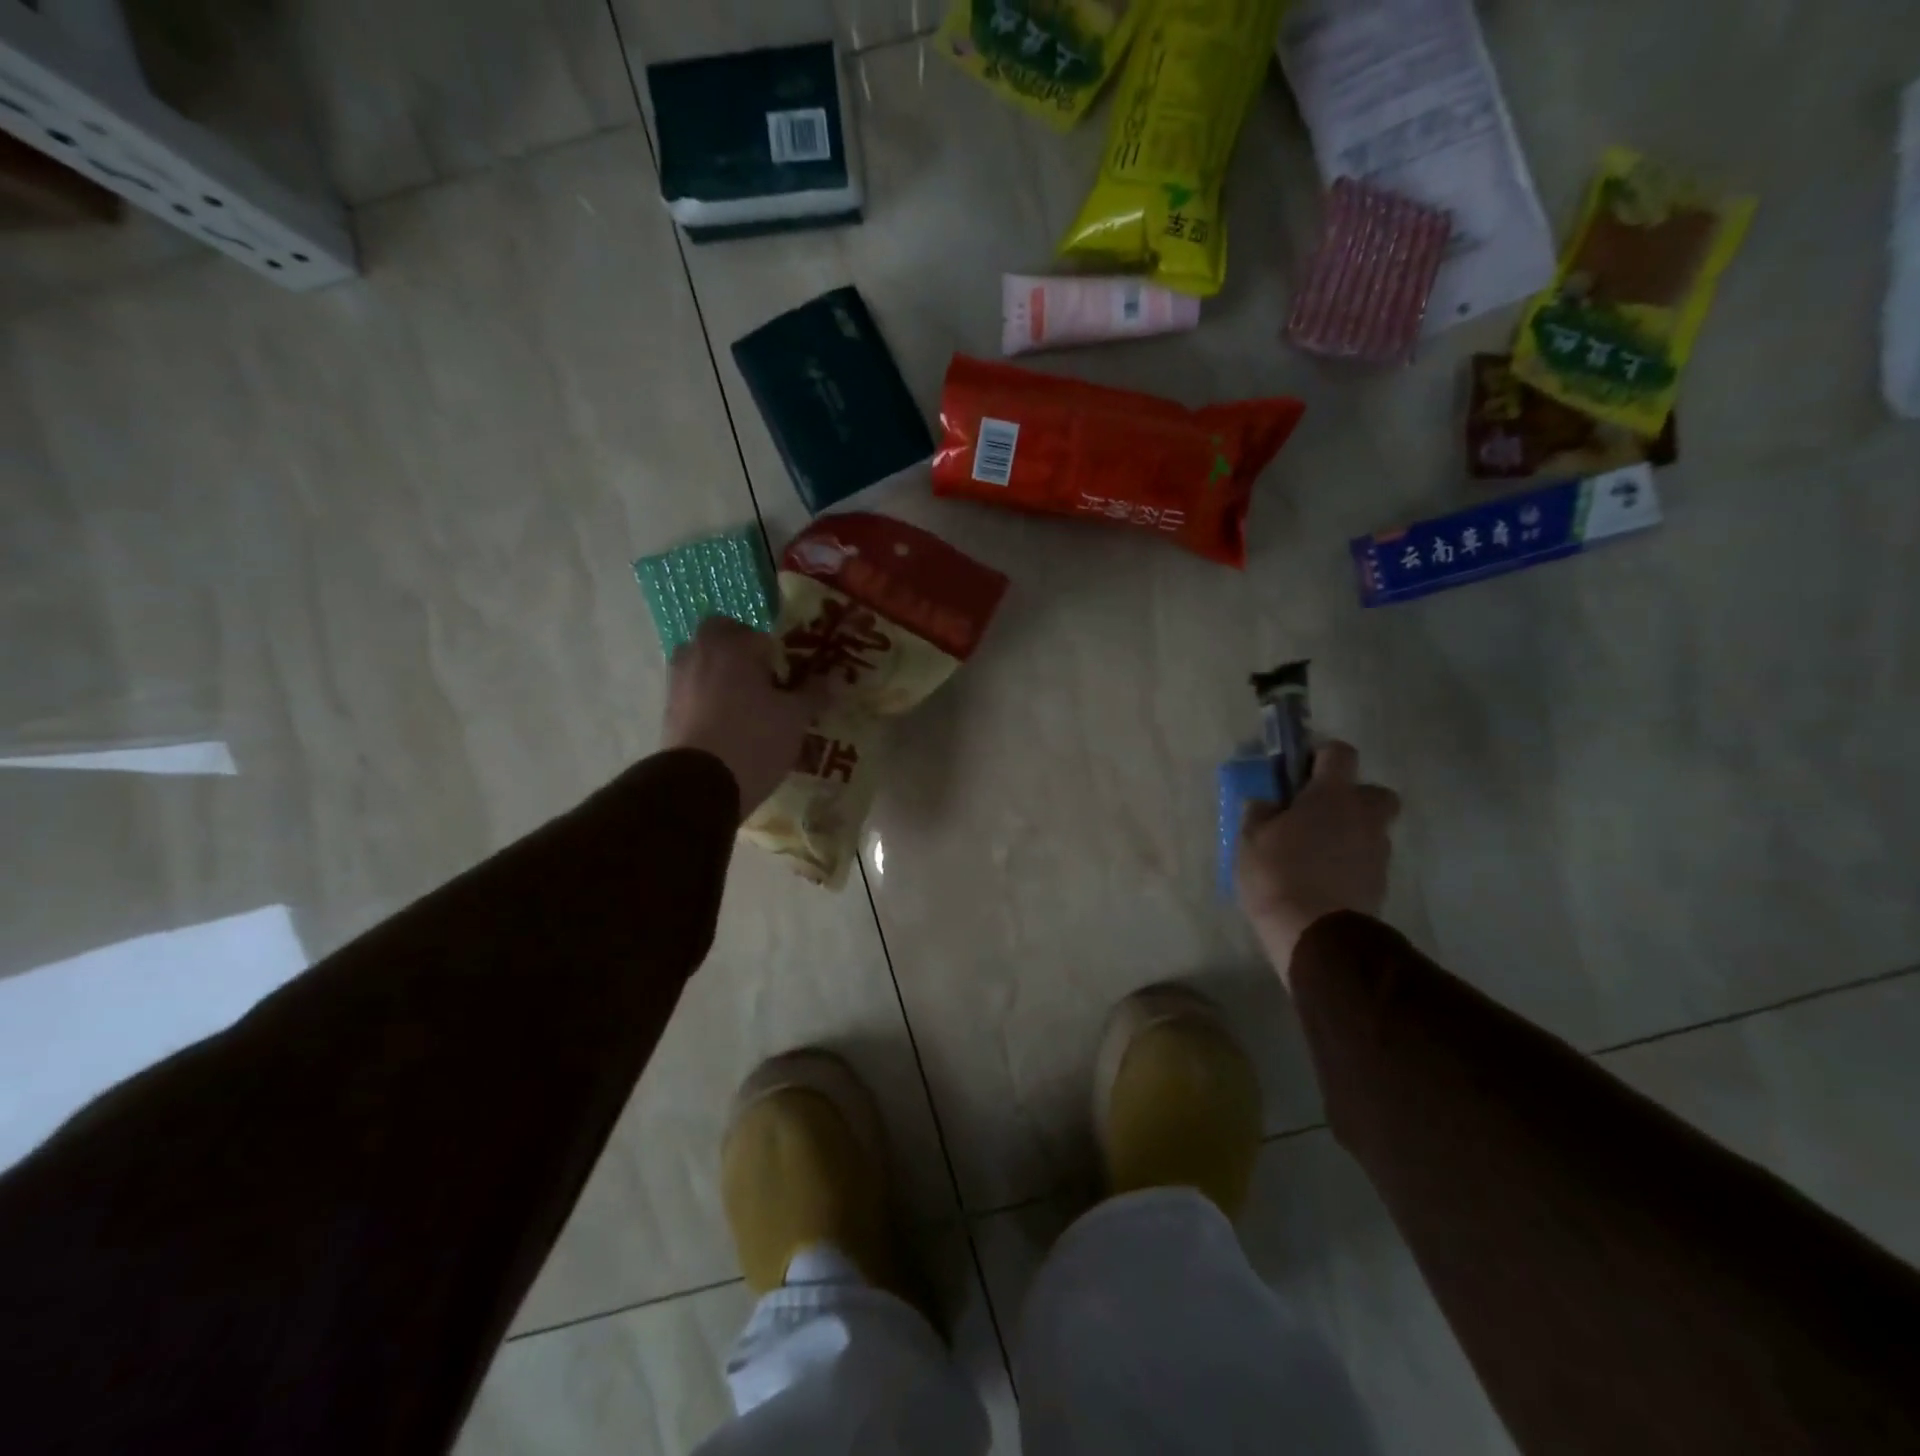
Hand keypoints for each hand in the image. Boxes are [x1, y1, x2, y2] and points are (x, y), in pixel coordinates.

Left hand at [661, 617, 824, 818]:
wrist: (699, 786)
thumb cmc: (754, 740)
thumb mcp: (795, 718)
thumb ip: (814, 693)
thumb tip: (834, 677)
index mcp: (733, 645)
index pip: (761, 634)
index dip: (780, 654)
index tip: (792, 677)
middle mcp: (699, 653)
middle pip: (724, 640)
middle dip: (743, 655)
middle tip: (767, 683)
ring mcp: (678, 680)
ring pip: (705, 664)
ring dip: (723, 676)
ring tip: (747, 707)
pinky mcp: (668, 709)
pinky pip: (694, 692)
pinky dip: (709, 700)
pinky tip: (728, 726)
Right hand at [1236, 741, 1400, 985]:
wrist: (1315, 934)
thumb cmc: (1277, 875)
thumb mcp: (1250, 838)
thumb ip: (1261, 812)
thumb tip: (1268, 801)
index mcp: (1331, 796)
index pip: (1340, 753)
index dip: (1321, 755)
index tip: (1300, 771)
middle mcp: (1364, 816)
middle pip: (1374, 792)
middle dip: (1353, 797)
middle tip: (1319, 813)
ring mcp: (1377, 851)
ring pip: (1371, 829)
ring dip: (1350, 832)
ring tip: (1315, 853)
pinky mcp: (1380, 883)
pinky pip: (1366, 860)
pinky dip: (1350, 862)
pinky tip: (1323, 878)